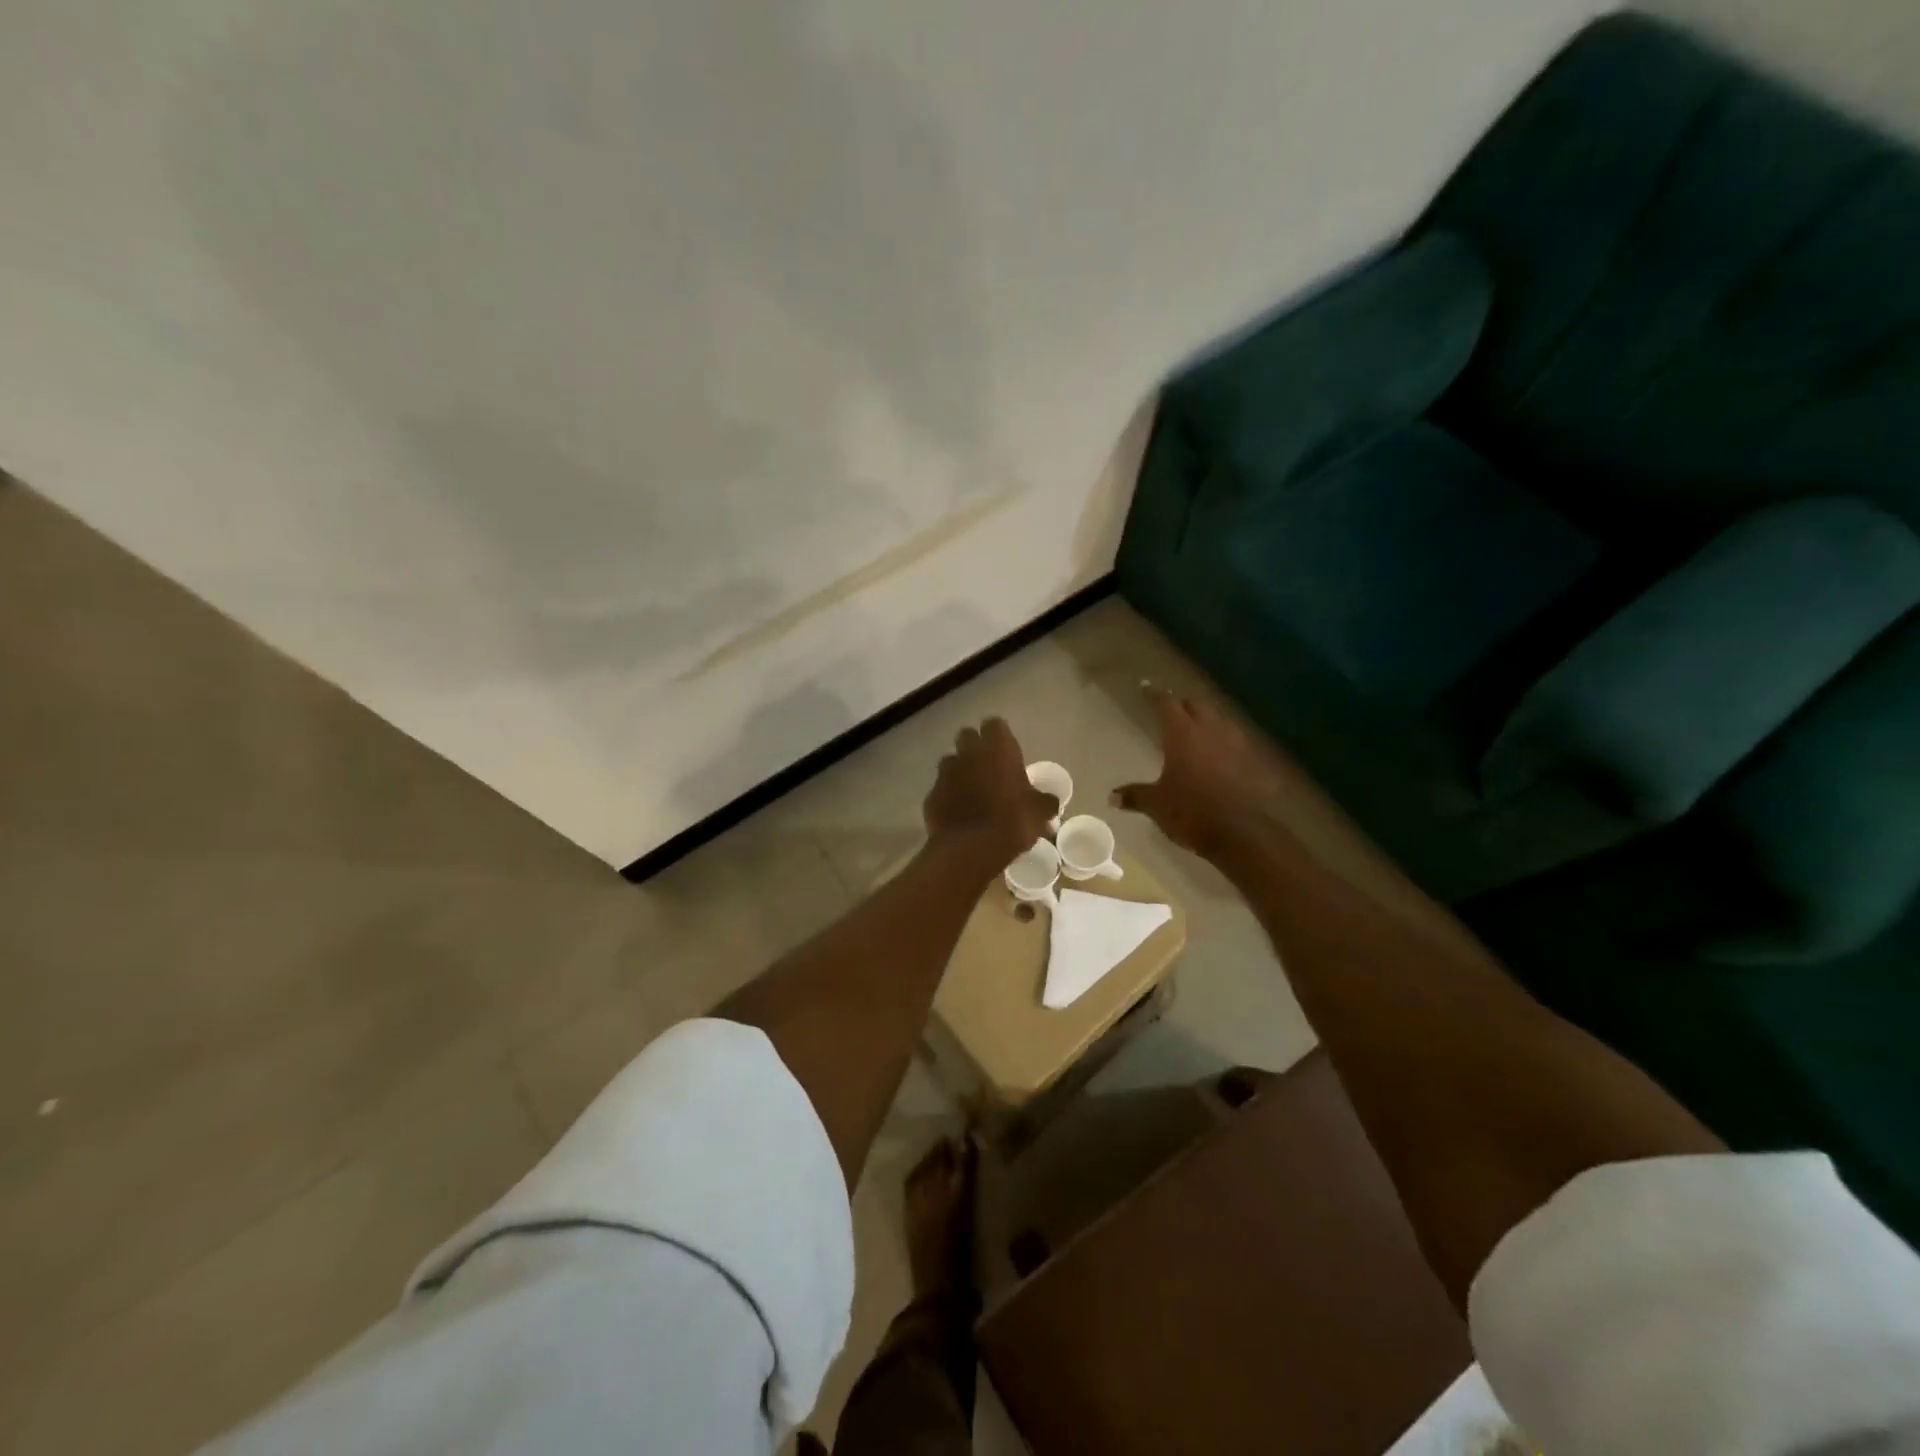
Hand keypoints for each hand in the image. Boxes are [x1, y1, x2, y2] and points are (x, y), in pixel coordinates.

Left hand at [923, 718, 1057, 869]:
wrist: (971, 848)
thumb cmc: (1013, 821)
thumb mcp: (1040, 812)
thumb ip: (1045, 801)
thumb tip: (1050, 801)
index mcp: (998, 748)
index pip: (995, 724)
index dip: (999, 735)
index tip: (1007, 750)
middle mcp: (968, 753)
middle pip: (967, 736)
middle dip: (975, 747)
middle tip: (988, 766)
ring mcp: (946, 773)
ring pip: (950, 761)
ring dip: (960, 770)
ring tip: (972, 790)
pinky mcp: (931, 795)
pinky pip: (941, 789)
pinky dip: (948, 796)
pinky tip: (958, 812)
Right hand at [1111, 686, 1292, 858]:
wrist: (1241, 832)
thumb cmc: (1191, 812)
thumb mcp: (1157, 804)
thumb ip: (1135, 795)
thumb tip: (1112, 797)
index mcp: (1182, 734)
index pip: (1166, 704)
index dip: (1155, 695)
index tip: (1146, 687)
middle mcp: (1209, 730)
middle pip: (1196, 704)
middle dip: (1182, 704)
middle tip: (1171, 708)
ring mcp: (1235, 743)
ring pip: (1219, 719)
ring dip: (1206, 718)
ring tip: (1196, 726)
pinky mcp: (1252, 760)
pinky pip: (1235, 740)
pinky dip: (1224, 739)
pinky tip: (1220, 751)